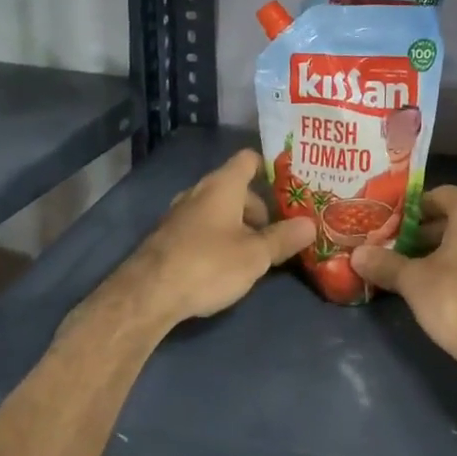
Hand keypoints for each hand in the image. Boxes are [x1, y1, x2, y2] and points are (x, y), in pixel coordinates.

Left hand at [118, 149, 314, 328]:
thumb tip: (310, 224)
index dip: (270, 167)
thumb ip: (283, 238)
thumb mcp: (254, 255)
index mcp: (222, 185)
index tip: (291, 184)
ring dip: (238, 225)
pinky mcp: (168, 238)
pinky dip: (218, 237)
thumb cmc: (208, 264)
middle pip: (236, 188)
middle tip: (279, 232)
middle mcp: (199, 192)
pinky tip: (226, 265)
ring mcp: (179, 214)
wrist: (147, 296)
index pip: (249, 159)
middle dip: (259, 208)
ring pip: (218, 210)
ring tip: (257, 252)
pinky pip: (202, 227)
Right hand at [351, 185, 456, 369]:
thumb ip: (386, 263)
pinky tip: (448, 285)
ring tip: (421, 268)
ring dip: (448, 248)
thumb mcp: (413, 281)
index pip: (440, 194)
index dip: (415, 208)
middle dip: (429, 231)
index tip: (395, 225)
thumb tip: (357, 254)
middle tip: (403, 248)